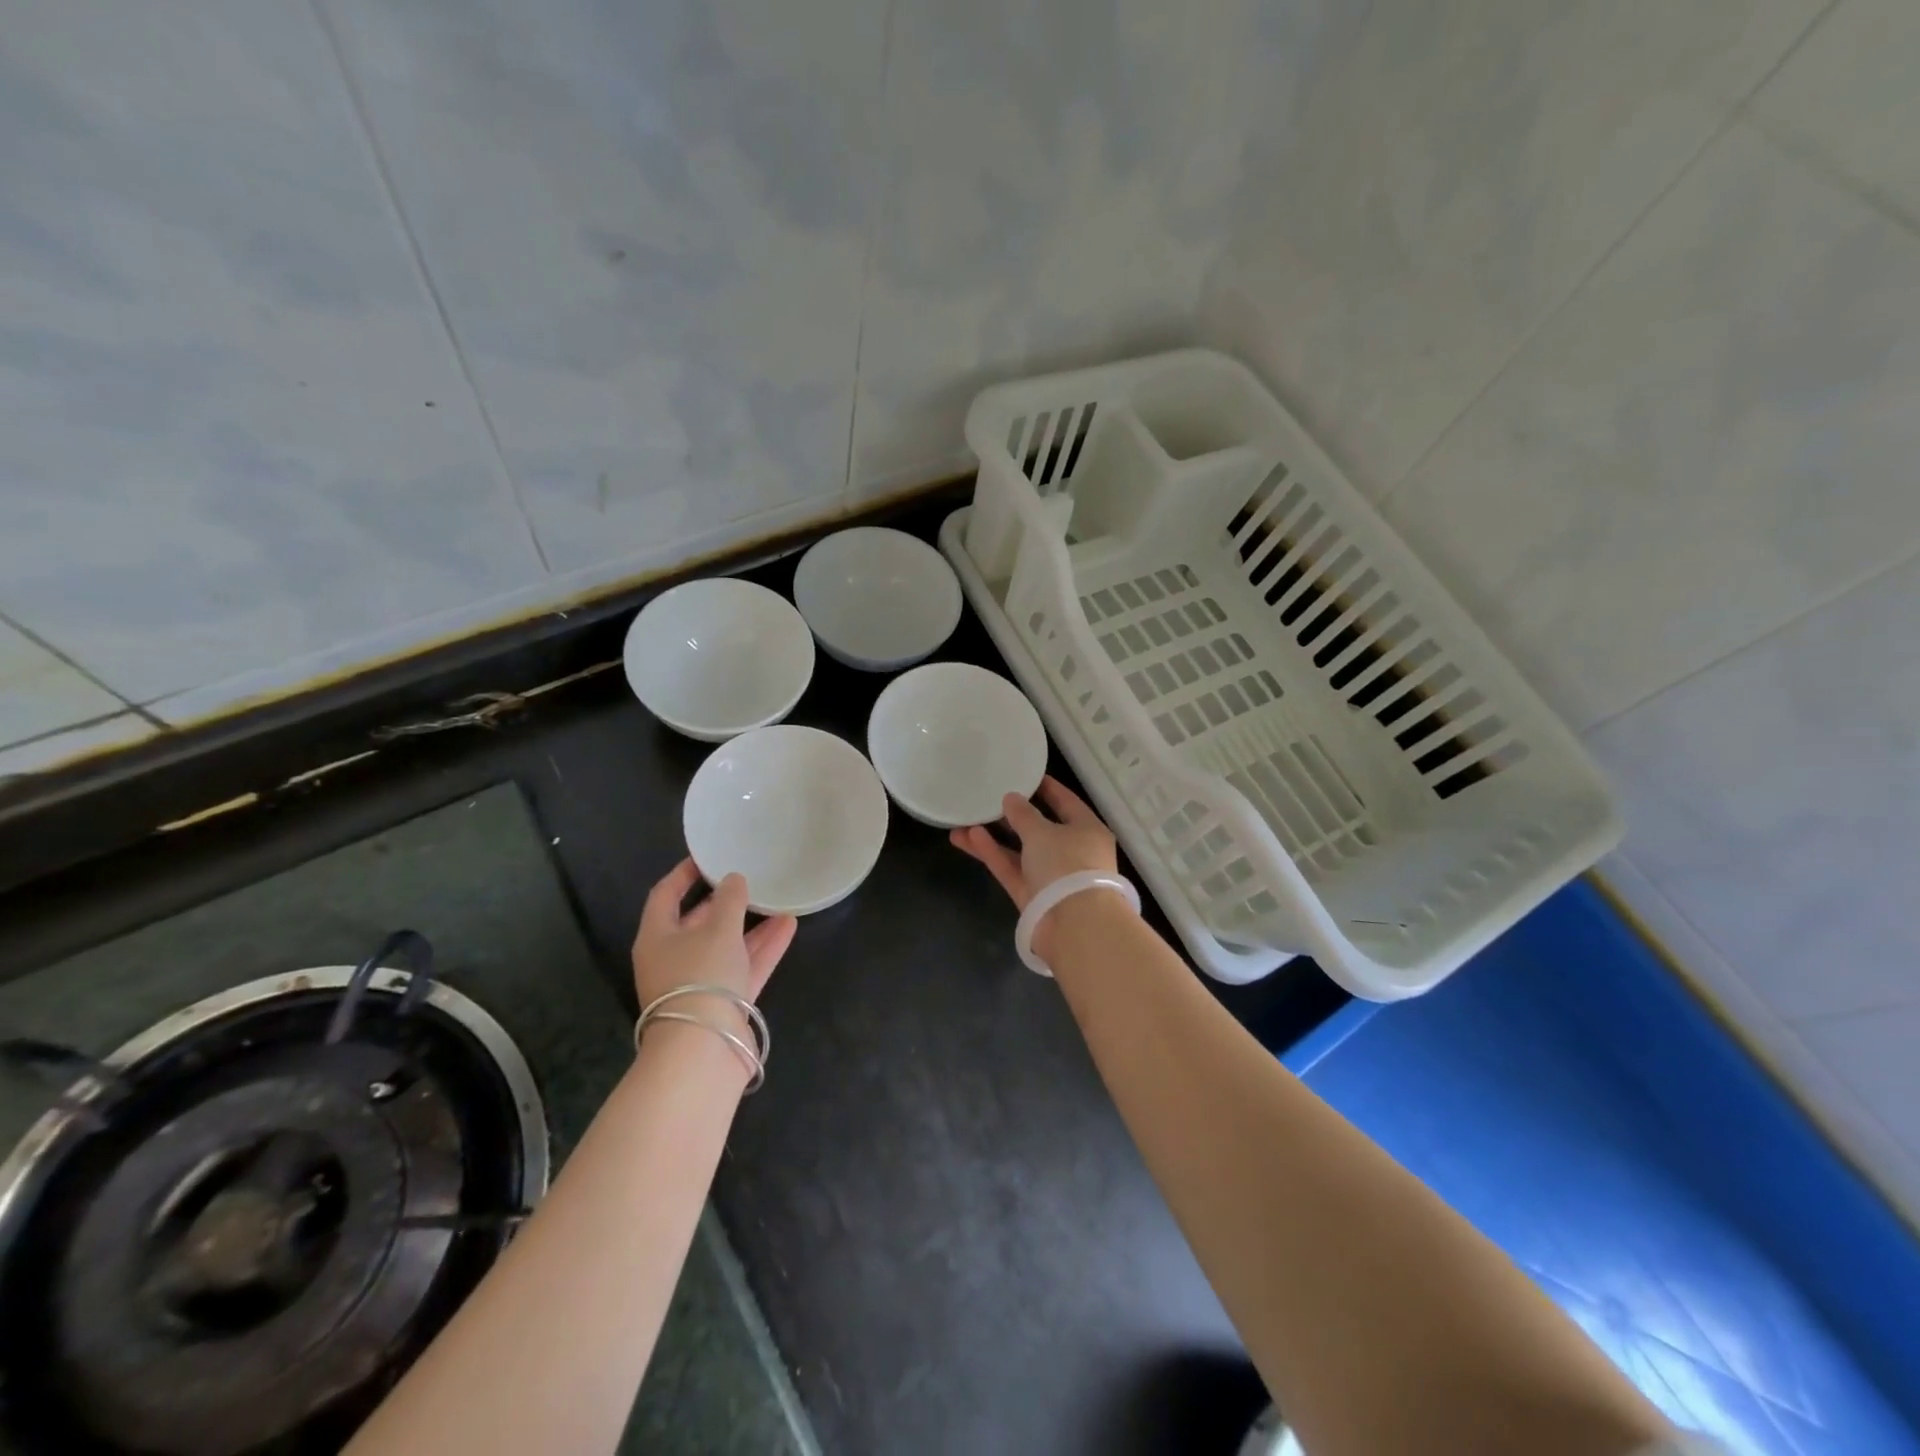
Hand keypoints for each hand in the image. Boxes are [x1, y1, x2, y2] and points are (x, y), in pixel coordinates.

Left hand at [632, 860, 797, 1010]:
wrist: (705, 1050)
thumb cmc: (700, 977)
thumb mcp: (718, 929)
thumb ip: (729, 900)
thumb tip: (733, 879)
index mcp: (657, 937)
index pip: (665, 896)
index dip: (683, 874)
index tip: (707, 856)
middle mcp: (674, 958)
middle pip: (697, 922)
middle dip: (723, 901)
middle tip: (747, 877)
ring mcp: (700, 982)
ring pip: (726, 944)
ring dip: (751, 924)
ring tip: (777, 898)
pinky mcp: (725, 1002)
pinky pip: (745, 966)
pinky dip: (764, 947)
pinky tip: (789, 924)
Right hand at [949, 777, 1120, 958]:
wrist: (1074, 926)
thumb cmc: (1067, 865)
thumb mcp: (1043, 832)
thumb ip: (1024, 814)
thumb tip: (1011, 798)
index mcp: (1087, 830)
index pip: (1066, 802)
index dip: (1046, 788)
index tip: (1026, 775)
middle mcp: (1071, 852)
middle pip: (1039, 828)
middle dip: (1012, 816)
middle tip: (987, 798)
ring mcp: (1051, 876)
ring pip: (1019, 851)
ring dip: (994, 837)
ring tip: (963, 820)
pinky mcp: (1032, 896)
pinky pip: (1010, 869)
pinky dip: (993, 854)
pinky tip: (968, 838)